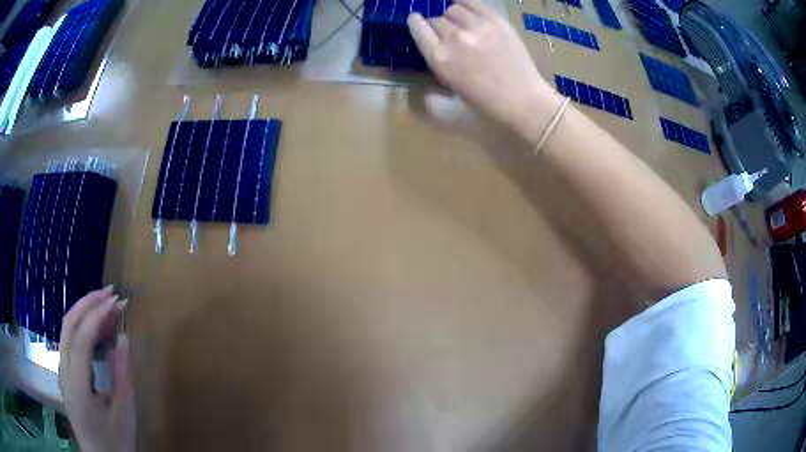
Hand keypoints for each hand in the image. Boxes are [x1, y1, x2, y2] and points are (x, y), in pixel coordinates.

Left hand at [59, 286, 134, 451]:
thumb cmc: (115, 442)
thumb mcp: (124, 414)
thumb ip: (122, 375)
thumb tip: (123, 337)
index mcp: (76, 383)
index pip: (81, 337)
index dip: (97, 315)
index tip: (117, 301)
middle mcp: (64, 370)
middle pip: (68, 325)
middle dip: (87, 303)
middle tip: (110, 293)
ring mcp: (62, 371)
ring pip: (67, 330)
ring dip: (84, 312)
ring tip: (106, 306)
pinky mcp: (66, 374)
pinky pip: (70, 342)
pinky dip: (82, 328)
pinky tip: (97, 330)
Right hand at [408, 0, 562, 145]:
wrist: (523, 100)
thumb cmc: (486, 104)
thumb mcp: (451, 97)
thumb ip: (433, 82)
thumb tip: (429, 68)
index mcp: (439, 59)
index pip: (418, 28)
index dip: (416, 23)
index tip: (417, 21)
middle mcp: (454, 39)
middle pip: (437, 20)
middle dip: (439, 26)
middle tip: (450, 36)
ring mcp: (476, 27)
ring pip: (453, 9)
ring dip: (453, 16)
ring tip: (462, 25)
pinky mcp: (496, 21)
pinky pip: (473, 2)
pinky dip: (466, 3)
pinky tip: (468, 10)